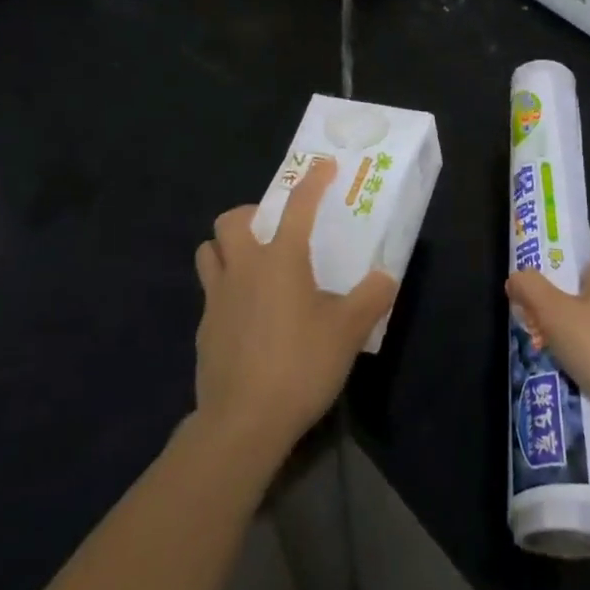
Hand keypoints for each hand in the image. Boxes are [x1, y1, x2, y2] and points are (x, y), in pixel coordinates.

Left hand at [193, 158, 397, 459]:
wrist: (242, 423)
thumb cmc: (300, 365)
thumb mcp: (348, 332)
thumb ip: (371, 298)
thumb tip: (385, 277)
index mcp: (281, 259)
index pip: (298, 205)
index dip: (313, 181)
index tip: (324, 166)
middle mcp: (244, 268)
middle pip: (232, 220)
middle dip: (251, 214)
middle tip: (272, 229)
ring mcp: (217, 298)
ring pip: (208, 252)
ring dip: (226, 248)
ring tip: (252, 265)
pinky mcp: (203, 330)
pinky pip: (209, 294)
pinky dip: (225, 292)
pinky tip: (246, 317)